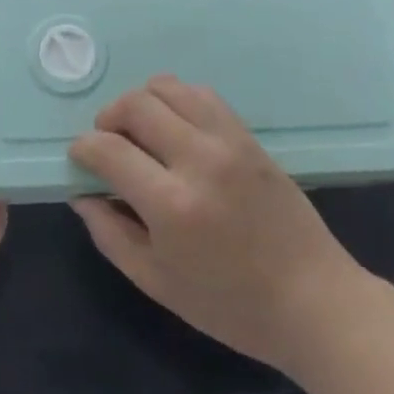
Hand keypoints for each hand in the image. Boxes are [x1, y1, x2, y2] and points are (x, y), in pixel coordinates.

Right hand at [69, 75, 366, 374]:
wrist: (313, 300)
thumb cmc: (231, 306)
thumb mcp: (158, 283)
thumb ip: (111, 234)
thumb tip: (82, 194)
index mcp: (171, 205)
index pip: (108, 149)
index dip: (83, 148)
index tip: (79, 157)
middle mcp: (198, 159)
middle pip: (135, 105)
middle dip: (108, 118)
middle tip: (108, 142)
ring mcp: (227, 141)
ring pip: (167, 87)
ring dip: (141, 102)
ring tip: (140, 130)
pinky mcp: (247, 135)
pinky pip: (201, 94)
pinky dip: (176, 99)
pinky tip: (174, 127)